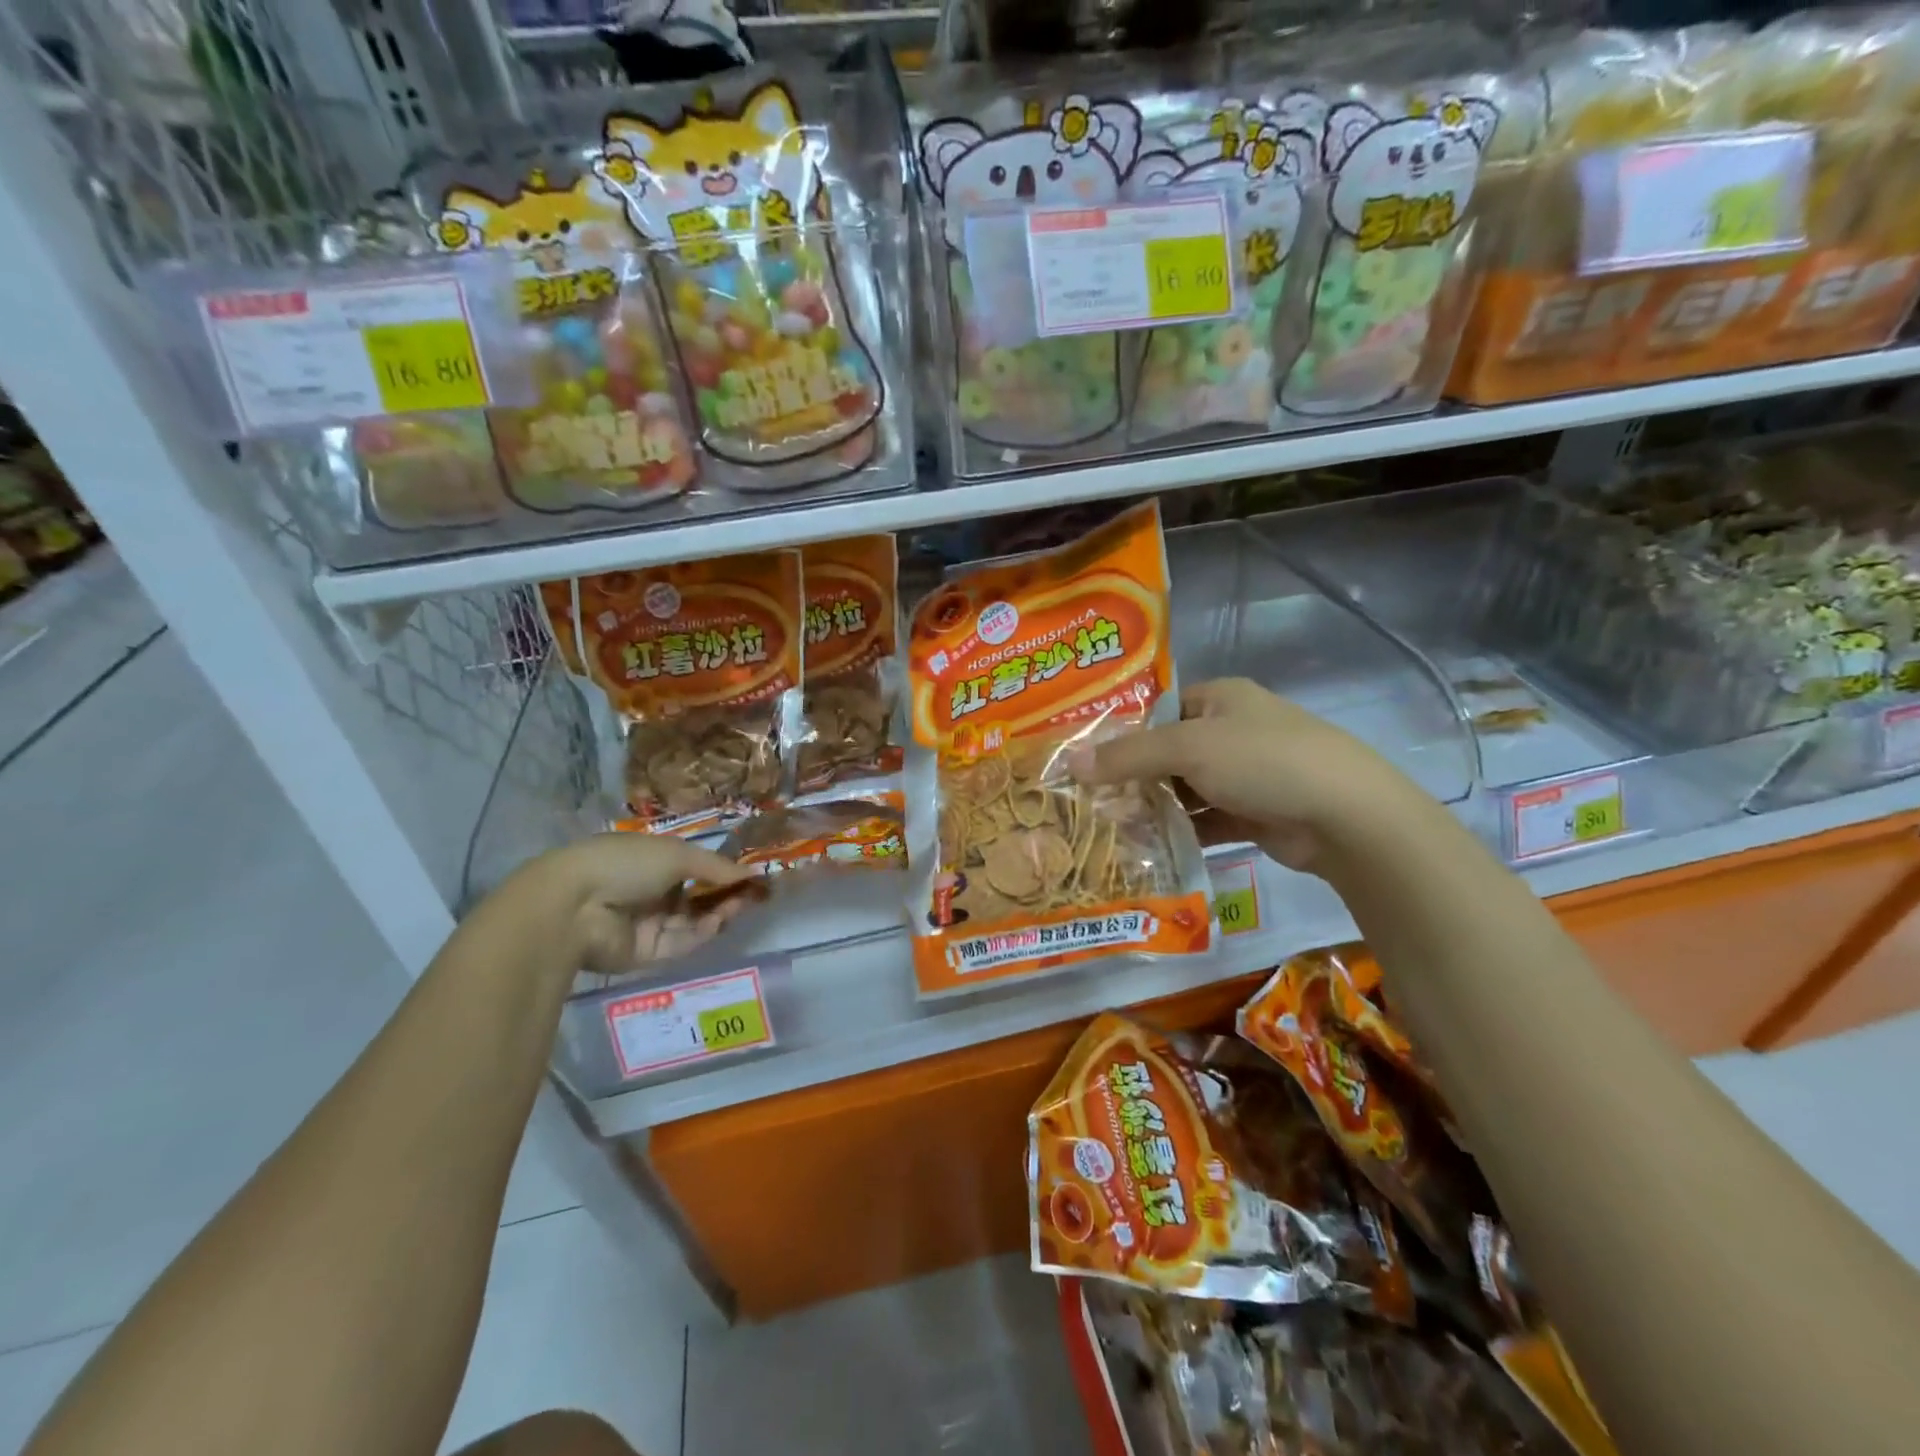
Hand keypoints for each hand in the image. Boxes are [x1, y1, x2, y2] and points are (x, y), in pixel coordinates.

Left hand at [508, 834, 761, 974]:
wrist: (575, 907)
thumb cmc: (625, 864)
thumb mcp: (676, 854)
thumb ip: (716, 866)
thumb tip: (753, 873)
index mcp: (650, 861)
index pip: (693, 868)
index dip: (722, 871)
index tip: (751, 874)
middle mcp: (650, 892)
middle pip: (697, 897)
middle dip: (725, 894)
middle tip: (753, 893)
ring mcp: (648, 924)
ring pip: (693, 921)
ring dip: (719, 912)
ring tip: (741, 904)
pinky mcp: (646, 953)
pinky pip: (681, 943)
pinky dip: (702, 933)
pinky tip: (719, 921)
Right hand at [1070, 678, 1426, 872]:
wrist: (1345, 816)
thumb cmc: (1262, 760)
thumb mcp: (1188, 747)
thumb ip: (1128, 755)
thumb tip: (1069, 762)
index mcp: (1220, 699)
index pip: (1158, 709)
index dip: (1122, 731)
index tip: (1084, 758)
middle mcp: (1232, 731)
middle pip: (1168, 752)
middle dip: (1133, 776)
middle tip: (1090, 800)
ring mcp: (1245, 775)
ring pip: (1185, 789)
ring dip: (1154, 807)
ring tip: (1110, 827)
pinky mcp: (1253, 814)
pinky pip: (1205, 819)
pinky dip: (1180, 831)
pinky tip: (1148, 848)